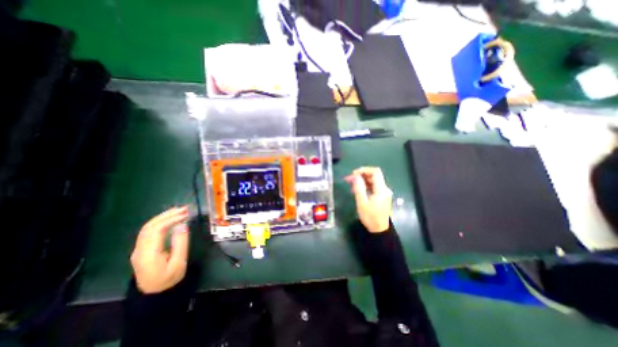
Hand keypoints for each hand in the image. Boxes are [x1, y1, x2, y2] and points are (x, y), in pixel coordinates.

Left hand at [129, 208, 187, 293]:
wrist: (153, 293)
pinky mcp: (141, 248)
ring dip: (163, 216)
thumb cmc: (169, 278)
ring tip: (178, 210)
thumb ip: (180, 243)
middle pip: (149, 226)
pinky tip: (169, 219)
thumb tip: (182, 225)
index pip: (157, 230)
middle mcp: (140, 249)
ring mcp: (138, 249)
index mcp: (149, 254)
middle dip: (167, 215)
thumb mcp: (179, 262)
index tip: (186, 214)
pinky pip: (148, 231)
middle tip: (184, 208)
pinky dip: (159, 222)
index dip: (171, 219)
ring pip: (147, 227)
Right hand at [346, 167, 391, 232]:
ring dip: (362, 180)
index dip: (364, 170)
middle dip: (361, 175)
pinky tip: (357, 189)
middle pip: (373, 176)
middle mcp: (384, 189)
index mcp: (381, 189)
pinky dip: (365, 186)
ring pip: (372, 181)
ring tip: (350, 184)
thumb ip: (359, 188)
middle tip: (349, 179)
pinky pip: (373, 187)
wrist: (379, 230)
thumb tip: (355, 176)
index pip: (375, 172)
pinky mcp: (381, 197)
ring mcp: (383, 193)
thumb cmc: (370, 217)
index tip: (353, 174)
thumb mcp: (362, 202)